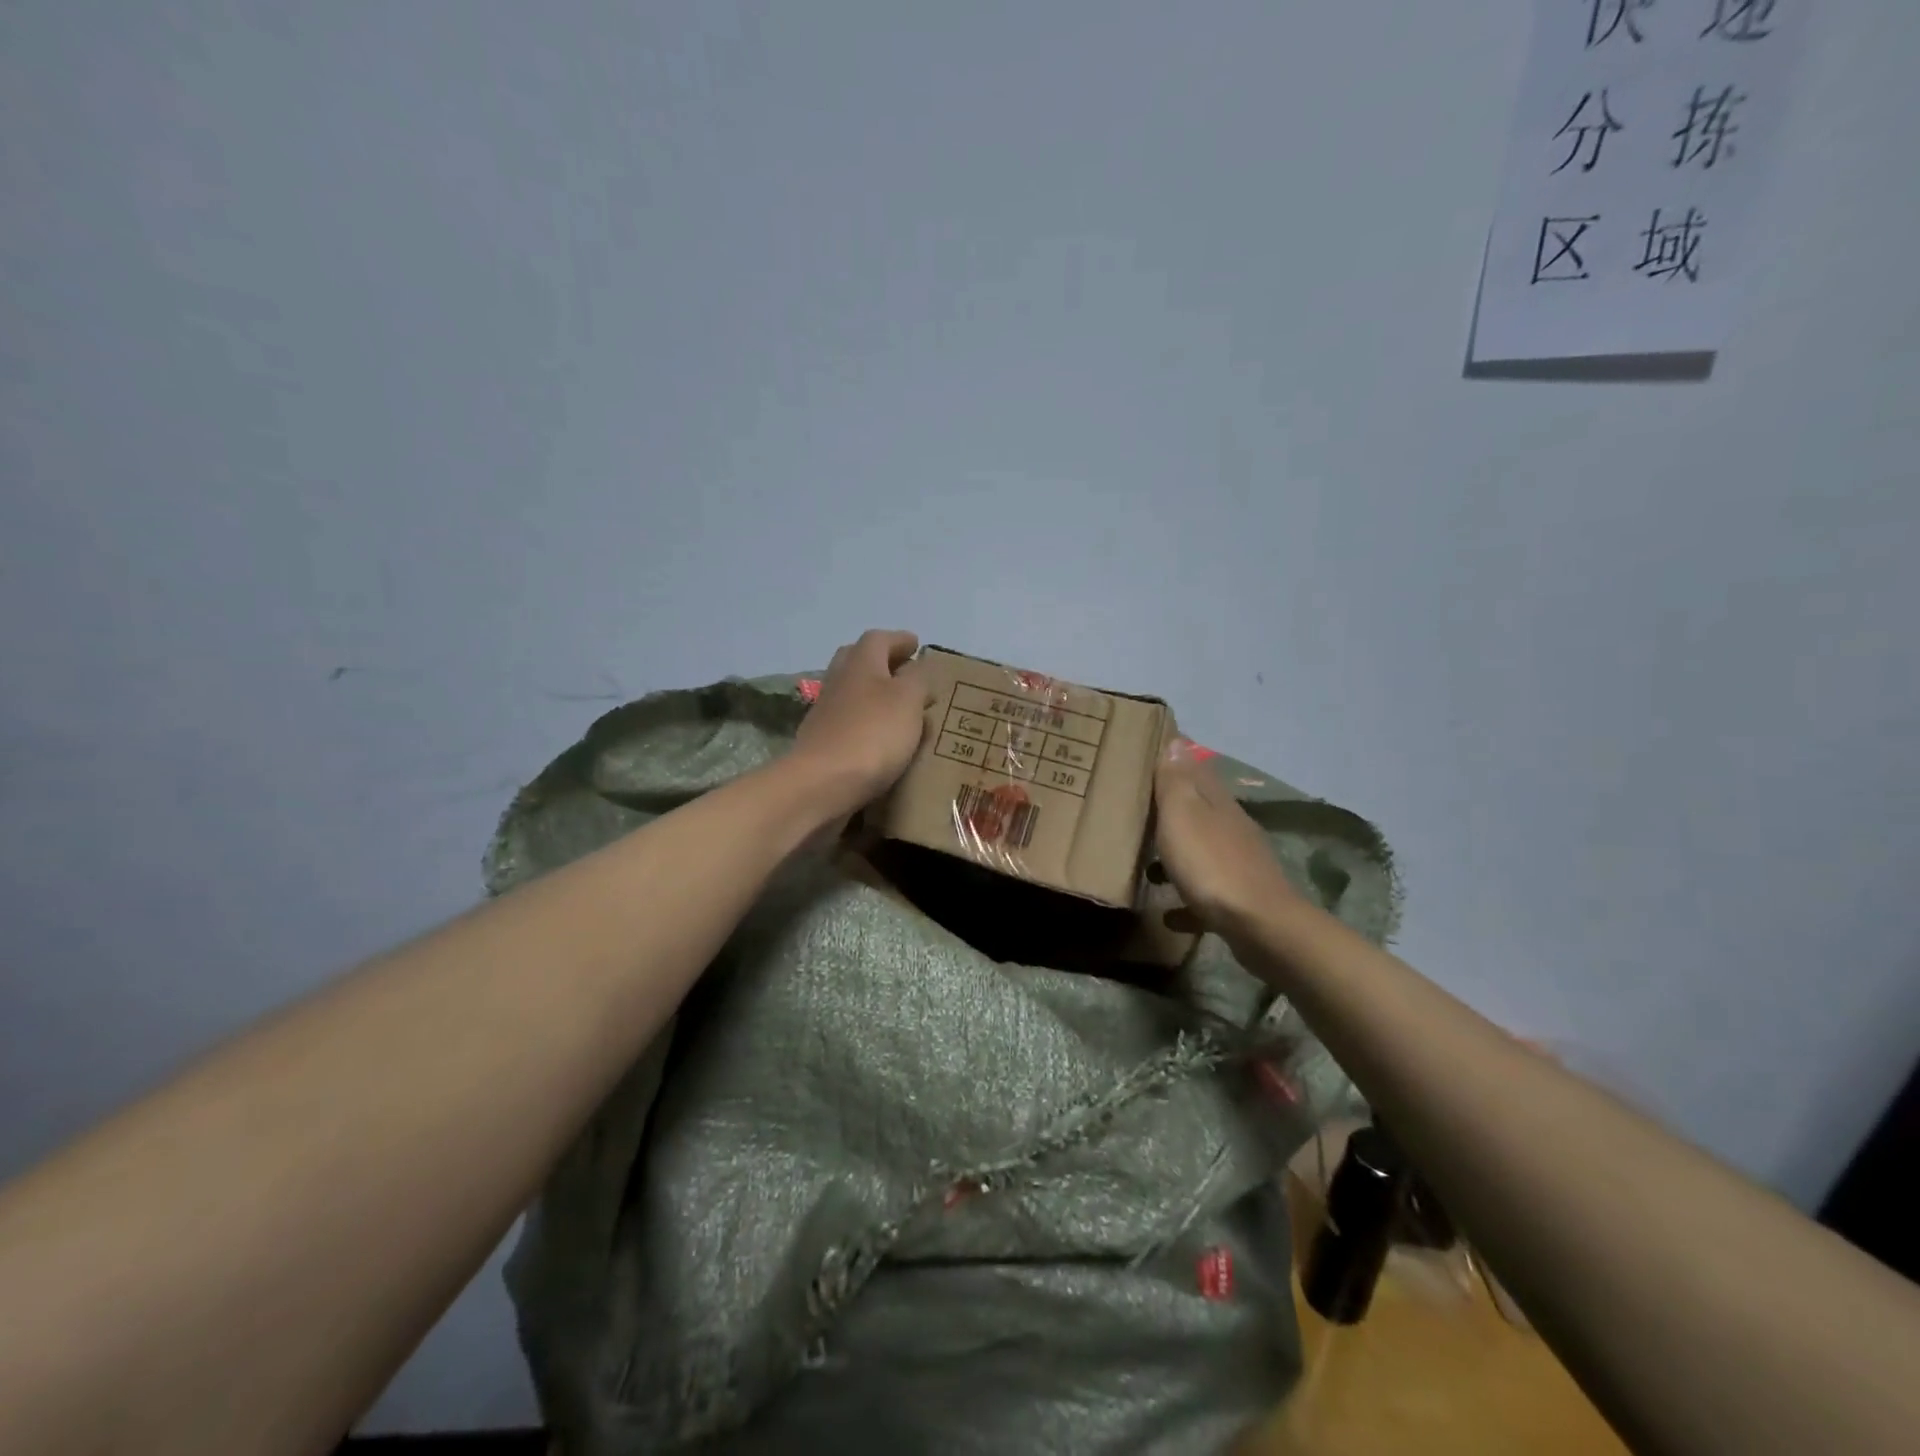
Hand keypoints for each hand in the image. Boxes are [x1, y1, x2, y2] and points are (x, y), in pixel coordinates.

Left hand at [791, 630, 933, 814]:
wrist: (821, 784)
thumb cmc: (872, 734)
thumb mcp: (908, 700)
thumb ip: (918, 679)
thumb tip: (917, 669)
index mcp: (860, 663)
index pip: (879, 639)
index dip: (899, 640)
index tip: (917, 645)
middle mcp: (839, 681)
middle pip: (858, 661)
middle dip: (882, 663)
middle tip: (906, 673)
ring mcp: (825, 713)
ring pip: (853, 693)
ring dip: (875, 695)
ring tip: (901, 710)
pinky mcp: (822, 743)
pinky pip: (849, 723)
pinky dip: (867, 724)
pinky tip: (883, 740)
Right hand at [1153, 736, 1301, 930]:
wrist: (1259, 925)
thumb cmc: (1210, 864)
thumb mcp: (1183, 815)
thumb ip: (1176, 781)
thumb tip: (1176, 741)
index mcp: (1216, 802)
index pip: (1195, 770)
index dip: (1175, 761)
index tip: (1150, 756)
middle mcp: (1231, 827)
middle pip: (1198, 810)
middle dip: (1172, 809)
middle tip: (1139, 811)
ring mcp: (1238, 864)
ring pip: (1202, 851)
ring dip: (1176, 857)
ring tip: (1147, 869)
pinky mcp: (1239, 899)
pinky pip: (1205, 894)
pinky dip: (1186, 899)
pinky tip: (1169, 913)